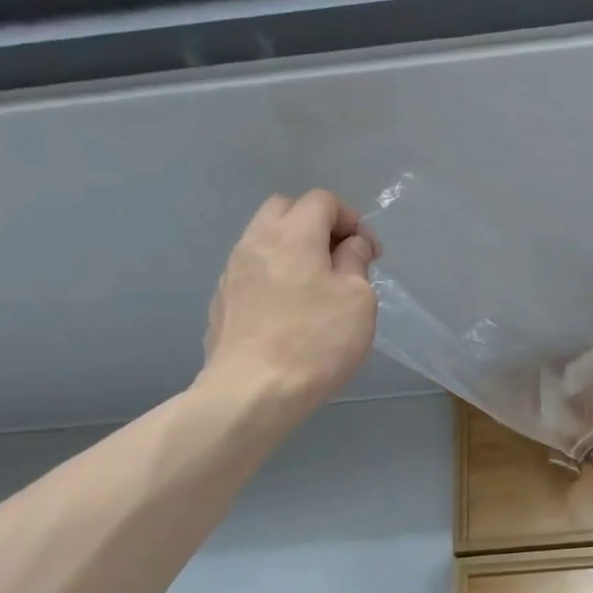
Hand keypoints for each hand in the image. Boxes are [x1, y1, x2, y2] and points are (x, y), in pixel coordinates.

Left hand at [196, 190, 378, 419]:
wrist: (252, 392)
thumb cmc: (316, 341)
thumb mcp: (358, 299)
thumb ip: (356, 262)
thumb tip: (350, 246)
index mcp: (293, 234)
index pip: (322, 200)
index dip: (352, 219)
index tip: (369, 254)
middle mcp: (256, 242)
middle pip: (285, 210)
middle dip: (317, 224)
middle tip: (340, 259)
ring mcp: (232, 272)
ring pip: (264, 240)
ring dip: (293, 251)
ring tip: (316, 288)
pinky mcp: (222, 302)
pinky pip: (252, 272)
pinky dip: (274, 277)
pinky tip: (289, 313)